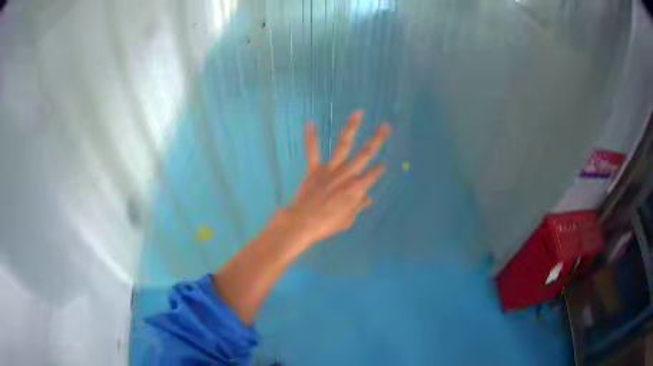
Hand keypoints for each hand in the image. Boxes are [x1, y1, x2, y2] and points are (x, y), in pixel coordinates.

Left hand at [282, 110, 390, 246]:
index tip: (384, 164)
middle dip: (378, 139)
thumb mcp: (348, 220)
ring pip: (343, 145)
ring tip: (359, 113)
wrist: (303, 223)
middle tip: (387, 126)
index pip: (373, 174)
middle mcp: (347, 174)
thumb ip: (358, 206)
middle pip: (366, 154)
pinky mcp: (314, 170)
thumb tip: (367, 200)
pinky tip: (310, 122)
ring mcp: (330, 170)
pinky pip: (312, 151)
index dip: (380, 169)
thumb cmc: (327, 225)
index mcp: (357, 188)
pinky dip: (311, 137)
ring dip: (351, 128)